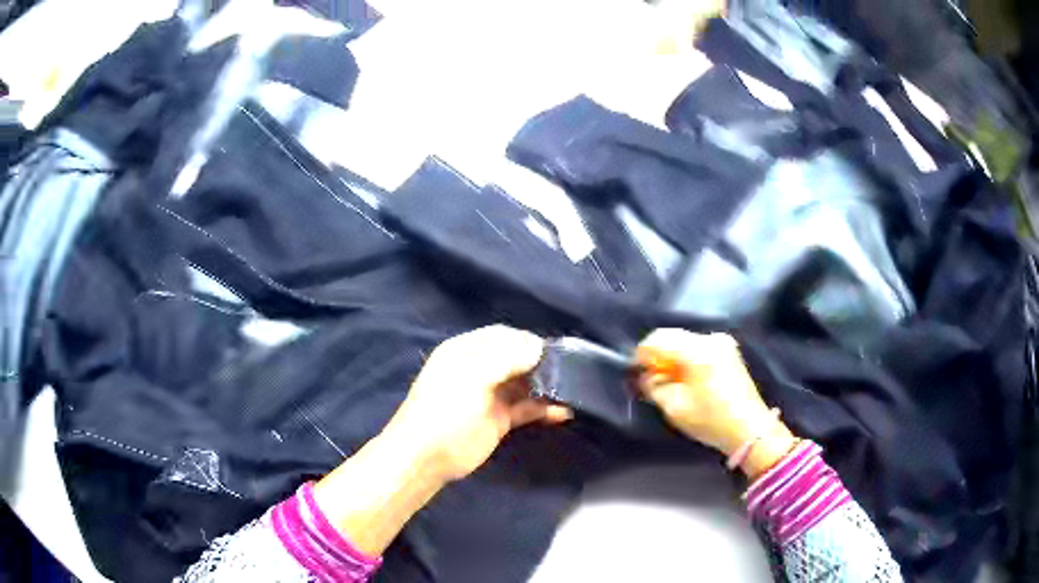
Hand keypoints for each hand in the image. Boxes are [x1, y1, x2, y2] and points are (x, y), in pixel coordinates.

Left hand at [383, 325, 571, 482]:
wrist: (426, 458)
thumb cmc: (446, 412)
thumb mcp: (472, 378)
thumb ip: (506, 359)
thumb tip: (538, 346)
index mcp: (466, 351)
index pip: (503, 336)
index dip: (527, 341)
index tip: (553, 352)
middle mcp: (480, 369)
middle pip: (517, 359)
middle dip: (542, 364)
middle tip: (569, 372)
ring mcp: (490, 395)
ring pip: (525, 384)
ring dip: (547, 386)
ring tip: (572, 390)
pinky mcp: (500, 419)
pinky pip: (527, 408)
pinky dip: (544, 409)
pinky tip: (564, 412)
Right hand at [635, 329, 795, 477]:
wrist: (749, 428)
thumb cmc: (710, 420)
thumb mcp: (674, 407)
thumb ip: (653, 386)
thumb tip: (646, 375)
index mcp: (695, 350)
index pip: (658, 339)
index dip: (641, 354)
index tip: (635, 371)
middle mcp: (710, 338)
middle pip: (672, 336)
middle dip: (657, 354)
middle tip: (650, 376)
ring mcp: (722, 342)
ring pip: (685, 340)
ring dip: (673, 355)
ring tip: (668, 379)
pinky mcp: (729, 351)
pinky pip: (699, 346)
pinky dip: (687, 357)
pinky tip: (686, 376)